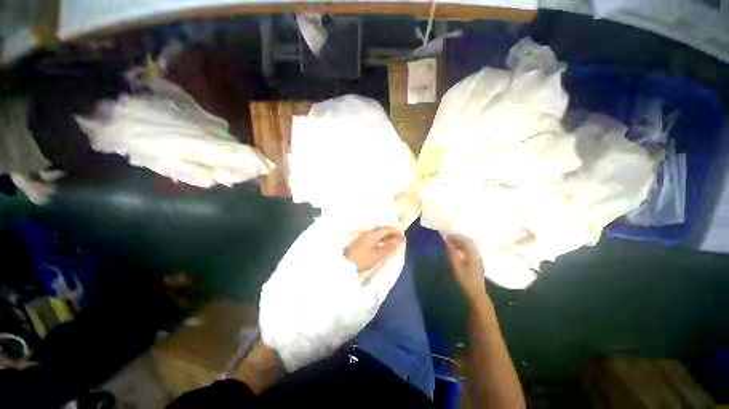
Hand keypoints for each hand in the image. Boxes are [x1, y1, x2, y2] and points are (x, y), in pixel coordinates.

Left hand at [344, 227, 403, 271]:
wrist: (346, 263)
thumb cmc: (363, 259)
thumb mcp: (378, 255)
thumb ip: (389, 247)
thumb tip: (399, 241)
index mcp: (374, 234)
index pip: (387, 229)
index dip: (396, 231)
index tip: (403, 236)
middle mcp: (369, 232)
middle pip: (382, 230)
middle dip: (392, 233)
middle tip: (400, 239)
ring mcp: (364, 236)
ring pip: (378, 233)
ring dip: (386, 236)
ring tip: (393, 243)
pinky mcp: (361, 241)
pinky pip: (374, 237)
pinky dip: (381, 239)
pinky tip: (383, 245)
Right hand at [446, 235, 487, 304]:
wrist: (476, 293)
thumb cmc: (465, 281)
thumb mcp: (456, 268)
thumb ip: (452, 254)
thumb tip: (448, 242)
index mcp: (473, 255)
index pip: (466, 241)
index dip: (456, 237)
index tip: (447, 236)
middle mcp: (477, 255)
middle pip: (470, 242)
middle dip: (459, 238)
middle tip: (449, 238)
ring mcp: (478, 259)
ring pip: (471, 246)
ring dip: (461, 242)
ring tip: (452, 243)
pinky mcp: (477, 262)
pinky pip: (471, 250)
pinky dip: (464, 247)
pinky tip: (458, 251)